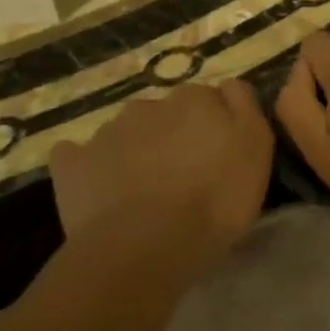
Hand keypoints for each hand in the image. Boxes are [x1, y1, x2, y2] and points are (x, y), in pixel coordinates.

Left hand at [50, 81, 274, 260]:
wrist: (147, 244)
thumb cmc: (215, 198)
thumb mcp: (256, 148)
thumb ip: (245, 107)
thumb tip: (228, 86)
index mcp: (194, 99)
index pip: (208, 99)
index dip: (215, 126)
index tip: (219, 155)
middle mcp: (149, 105)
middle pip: (165, 114)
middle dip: (173, 136)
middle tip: (183, 175)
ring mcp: (106, 132)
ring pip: (125, 132)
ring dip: (136, 150)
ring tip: (144, 190)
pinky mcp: (73, 164)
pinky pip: (77, 156)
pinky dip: (87, 166)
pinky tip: (98, 188)